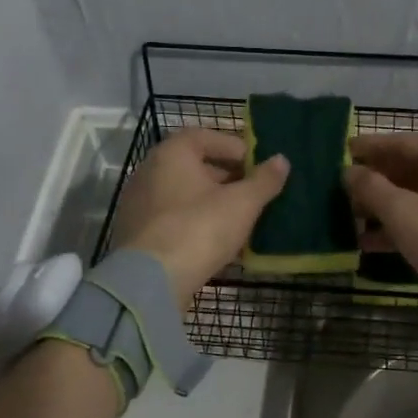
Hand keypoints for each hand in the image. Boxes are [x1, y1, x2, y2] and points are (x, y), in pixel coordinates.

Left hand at [113, 128, 289, 307]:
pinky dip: (193, 221)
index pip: (206, 137)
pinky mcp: (135, 232)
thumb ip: (264, 180)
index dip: (235, 148)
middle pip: (193, 165)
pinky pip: (171, 217)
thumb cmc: (199, 228)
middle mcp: (149, 170)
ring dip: (210, 201)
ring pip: (183, 193)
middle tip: (253, 192)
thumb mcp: (242, 203)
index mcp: (172, 153)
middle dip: (226, 176)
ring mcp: (138, 203)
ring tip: (238, 217)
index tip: (257, 165)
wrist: (150, 280)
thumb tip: (282, 160)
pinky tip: (214, 239)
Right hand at [342, 135, 417, 338]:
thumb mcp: (401, 213)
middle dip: (377, 182)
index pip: (402, 143)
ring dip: (389, 206)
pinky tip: (375, 242)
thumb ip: (370, 187)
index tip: (343, 150)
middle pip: (413, 168)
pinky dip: (409, 223)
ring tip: (354, 219)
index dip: (369, 149)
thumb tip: (349, 171)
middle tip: (345, 191)